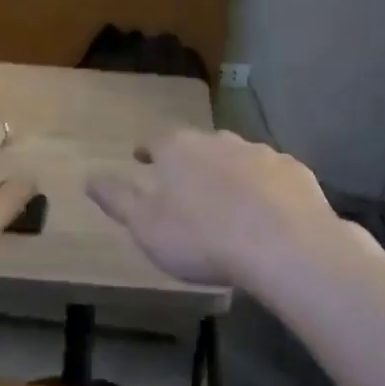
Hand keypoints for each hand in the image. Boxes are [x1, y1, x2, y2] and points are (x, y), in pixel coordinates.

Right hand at [87, 129, 356, 290]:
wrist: (284, 245)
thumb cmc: (202, 238)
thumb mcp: (146, 226)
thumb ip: (118, 199)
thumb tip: (89, 176)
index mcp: (179, 149)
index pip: (156, 141)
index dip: (147, 150)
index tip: (142, 158)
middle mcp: (220, 140)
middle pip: (199, 146)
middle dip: (190, 161)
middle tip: (186, 184)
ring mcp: (261, 152)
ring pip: (238, 157)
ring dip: (229, 173)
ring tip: (228, 200)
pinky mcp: (295, 172)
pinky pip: (272, 176)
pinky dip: (265, 187)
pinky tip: (267, 211)